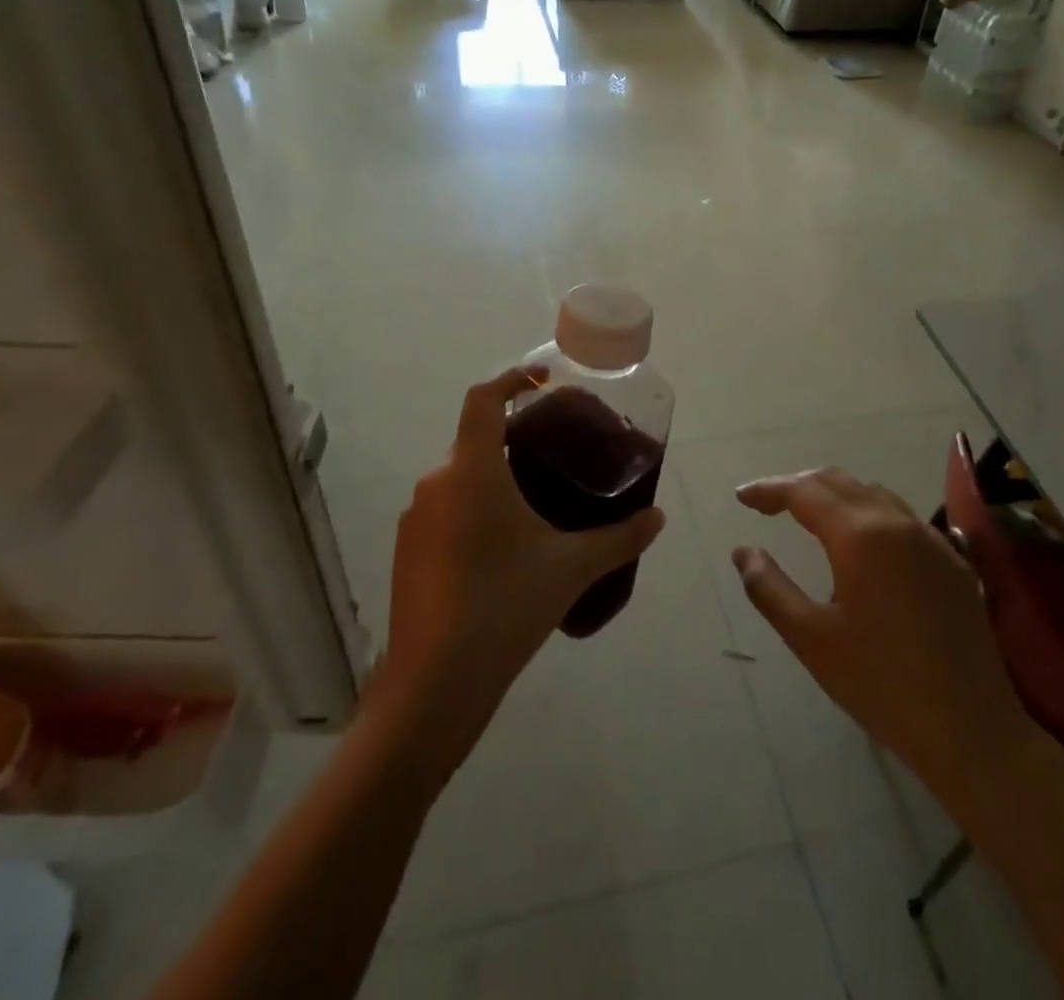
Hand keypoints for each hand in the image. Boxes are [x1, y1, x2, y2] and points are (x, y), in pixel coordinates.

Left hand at [372, 365, 665, 785]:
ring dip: (493, 477)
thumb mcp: (571, 568)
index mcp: (471, 471)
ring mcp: (415, 518)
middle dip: (512, 438)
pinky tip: (502, 547)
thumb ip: (619, 538)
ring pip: (460, 477)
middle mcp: (436, 483)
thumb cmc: (505, 606)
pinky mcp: (406, 550)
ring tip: (534, 501)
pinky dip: (474, 509)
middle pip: (474, 439)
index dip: (512, 379)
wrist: (433, 684)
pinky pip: (445, 510)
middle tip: (554, 453)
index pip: (483, 399)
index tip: (543, 380)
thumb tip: (658, 518)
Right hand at [732, 469, 1039, 824]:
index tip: (742, 498)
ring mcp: (931, 540)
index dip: (769, 490)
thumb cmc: (880, 683)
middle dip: (800, 486)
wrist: (971, 729)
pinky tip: (862, 545)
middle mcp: (896, 523)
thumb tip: (744, 552)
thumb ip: (769, 587)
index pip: (804, 492)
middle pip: (839, 482)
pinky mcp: (953, 562)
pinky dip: (869, 514)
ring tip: (809, 516)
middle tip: (769, 505)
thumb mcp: (810, 638)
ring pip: (874, 494)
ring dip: (836, 495)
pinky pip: (902, 518)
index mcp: (859, 536)